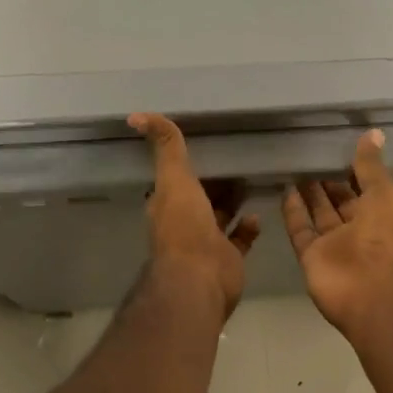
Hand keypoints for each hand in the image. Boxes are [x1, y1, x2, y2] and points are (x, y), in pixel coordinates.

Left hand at [130, 113, 260, 319]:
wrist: (200, 278)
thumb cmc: (185, 225)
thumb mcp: (174, 178)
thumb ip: (166, 147)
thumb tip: (136, 115)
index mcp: (168, 203)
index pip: (176, 179)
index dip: (187, 164)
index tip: (206, 144)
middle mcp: (185, 222)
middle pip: (200, 196)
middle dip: (214, 181)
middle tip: (237, 160)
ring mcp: (207, 241)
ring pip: (220, 216)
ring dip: (232, 201)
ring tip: (251, 180)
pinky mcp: (228, 257)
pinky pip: (240, 238)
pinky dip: (248, 227)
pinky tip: (257, 214)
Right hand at [283, 130, 392, 342]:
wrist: (375, 294)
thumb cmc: (388, 238)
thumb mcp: (385, 193)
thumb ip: (371, 165)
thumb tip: (373, 132)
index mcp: (382, 212)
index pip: (365, 185)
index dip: (352, 167)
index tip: (334, 144)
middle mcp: (359, 227)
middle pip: (340, 199)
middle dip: (327, 178)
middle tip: (307, 151)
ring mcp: (334, 244)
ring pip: (319, 213)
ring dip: (308, 192)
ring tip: (292, 164)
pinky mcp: (311, 256)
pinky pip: (300, 230)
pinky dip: (292, 212)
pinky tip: (284, 189)